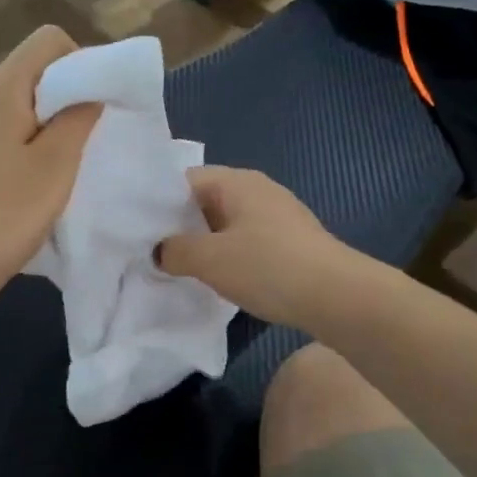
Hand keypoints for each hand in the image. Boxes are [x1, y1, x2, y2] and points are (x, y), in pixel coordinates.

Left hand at [0, 26, 100, 316]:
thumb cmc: (0, 216)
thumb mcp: (54, 167)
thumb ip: (78, 119)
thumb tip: (90, 92)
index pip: (48, 40)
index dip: (83, 62)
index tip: (99, 106)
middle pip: (32, 72)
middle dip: (68, 97)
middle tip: (89, 143)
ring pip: (17, 106)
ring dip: (49, 127)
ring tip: (63, 170)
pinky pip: (1, 133)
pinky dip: (26, 146)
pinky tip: (32, 186)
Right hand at [157, 166, 357, 327]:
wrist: (337, 295)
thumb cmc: (267, 267)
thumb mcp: (210, 260)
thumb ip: (175, 251)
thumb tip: (159, 251)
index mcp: (235, 181)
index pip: (183, 180)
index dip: (157, 204)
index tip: (138, 232)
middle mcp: (257, 189)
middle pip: (205, 201)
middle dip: (179, 227)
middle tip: (154, 254)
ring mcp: (277, 214)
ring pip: (226, 223)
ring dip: (205, 244)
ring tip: (181, 270)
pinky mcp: (291, 240)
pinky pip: (247, 240)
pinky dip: (229, 255)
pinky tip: (221, 279)